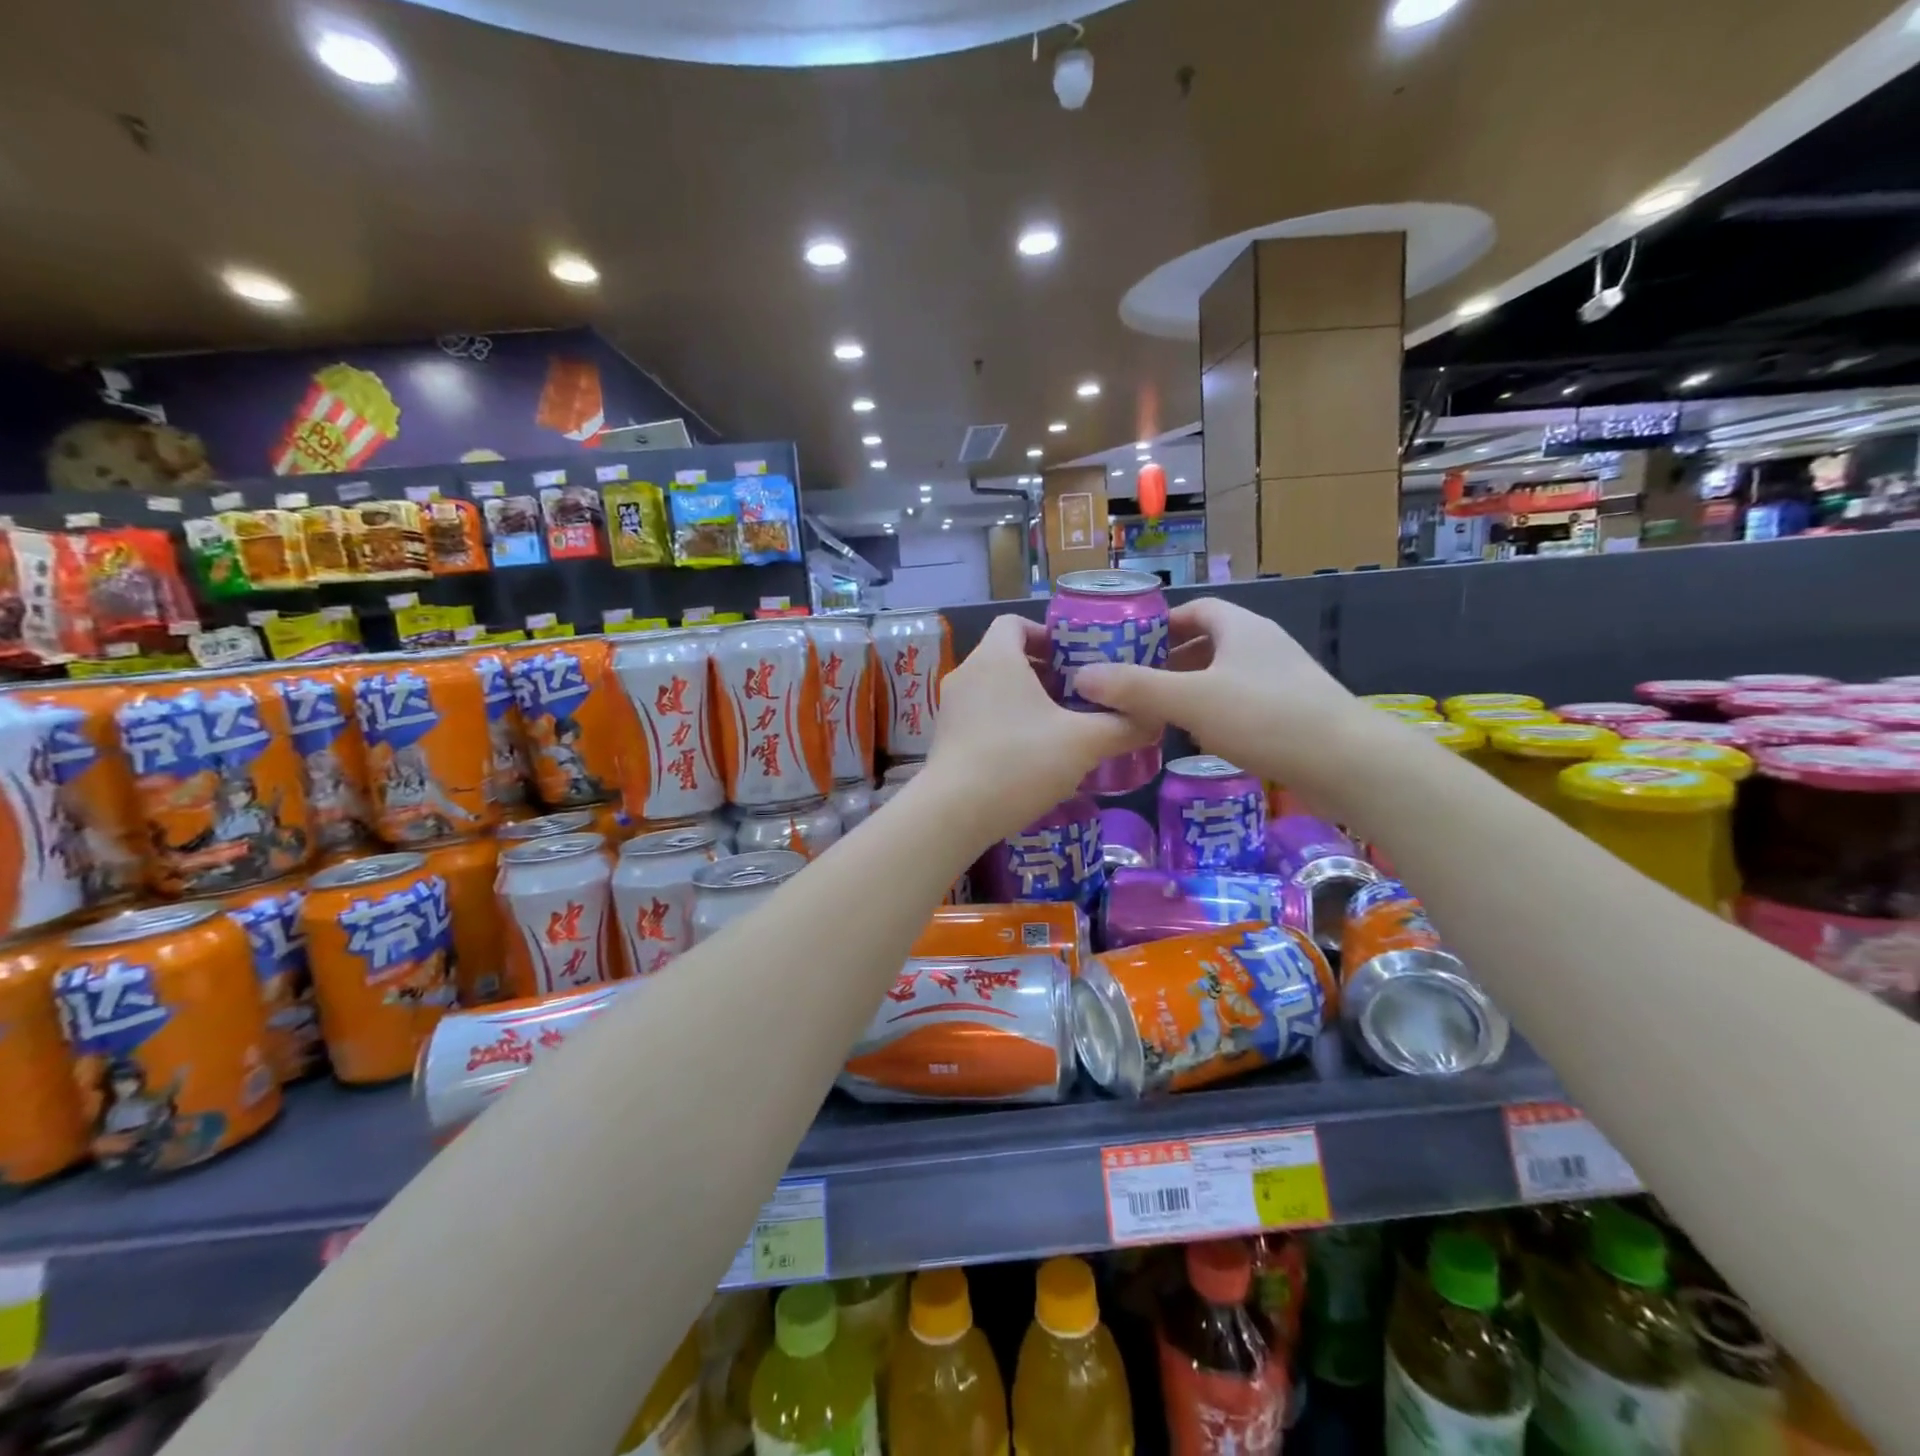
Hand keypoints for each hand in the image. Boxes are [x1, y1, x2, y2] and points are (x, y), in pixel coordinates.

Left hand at [922, 615, 1156, 843]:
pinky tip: (1031, 755)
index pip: (1015, 622)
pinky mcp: (945, 738)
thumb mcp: (1084, 743)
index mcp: (995, 658)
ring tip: (1061, 727)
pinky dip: (1007, 724)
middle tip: (1080, 696)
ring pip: (994, 689)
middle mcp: (967, 674)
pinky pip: (981, 716)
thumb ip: (1123, 726)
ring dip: (1027, 701)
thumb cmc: (1020, 762)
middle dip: (1045, 672)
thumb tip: (1153, 718)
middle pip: (1008, 657)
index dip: (1047, 634)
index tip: (1076, 659)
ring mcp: (951, 708)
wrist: (954, 813)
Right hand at [1071, 597, 1368, 791]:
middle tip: (1133, 684)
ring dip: (1190, 689)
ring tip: (1156, 712)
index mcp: (1241, 628)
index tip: (1128, 647)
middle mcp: (1262, 645)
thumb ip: (1135, 688)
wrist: (1348, 763)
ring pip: (1224, 675)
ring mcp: (1281, 680)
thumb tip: (1081, 676)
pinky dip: (1214, 712)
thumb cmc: (1266, 717)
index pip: (1195, 610)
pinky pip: (1241, 702)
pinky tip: (1198, 738)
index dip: (1161, 624)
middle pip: (1208, 643)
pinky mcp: (1292, 713)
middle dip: (1169, 661)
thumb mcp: (1190, 700)